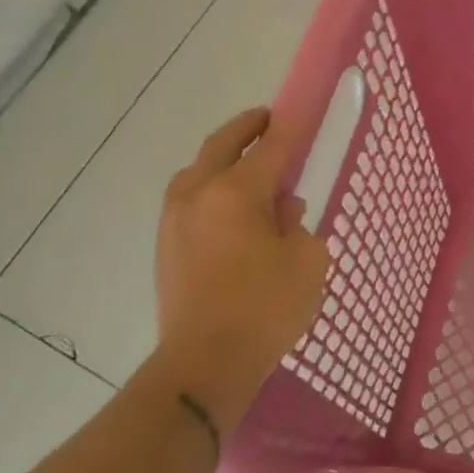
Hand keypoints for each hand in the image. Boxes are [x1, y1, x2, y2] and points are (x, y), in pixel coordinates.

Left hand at [145, 108, 330, 427]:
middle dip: (247, 127)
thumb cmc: (265, 309)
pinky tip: (234, 210)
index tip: (302, 109)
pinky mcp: (166, 245)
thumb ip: (298, 225)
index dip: (291, 127)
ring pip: (199, 172)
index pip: (272, 148)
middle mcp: (197, 194)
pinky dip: (213, 189)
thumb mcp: (307, 262)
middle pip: (222, 145)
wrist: (203, 364)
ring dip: (225, 160)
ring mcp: (174, 220)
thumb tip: (281, 211)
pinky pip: (191, 200)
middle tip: (268, 120)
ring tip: (252, 167)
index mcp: (235, 192)